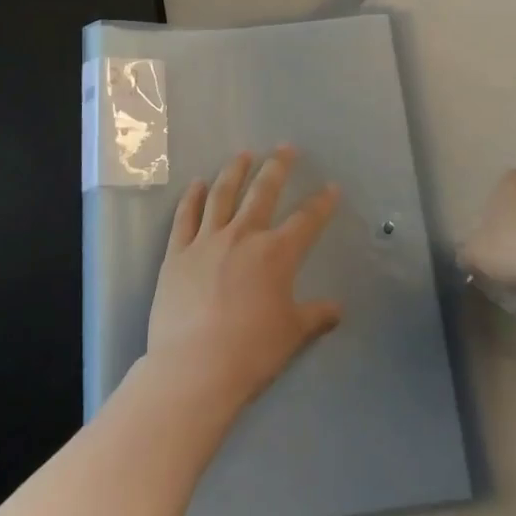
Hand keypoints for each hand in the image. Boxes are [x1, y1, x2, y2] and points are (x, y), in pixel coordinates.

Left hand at [146, 148, 342, 410]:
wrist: (194, 368)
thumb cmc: (251, 352)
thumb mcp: (292, 334)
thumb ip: (316, 316)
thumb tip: (338, 309)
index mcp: (277, 253)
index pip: (307, 220)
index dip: (322, 203)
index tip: (332, 187)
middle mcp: (243, 236)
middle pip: (263, 191)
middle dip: (277, 166)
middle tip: (285, 148)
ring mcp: (206, 241)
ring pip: (222, 194)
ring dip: (234, 171)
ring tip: (242, 154)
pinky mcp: (177, 253)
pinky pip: (185, 216)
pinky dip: (191, 197)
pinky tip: (197, 183)